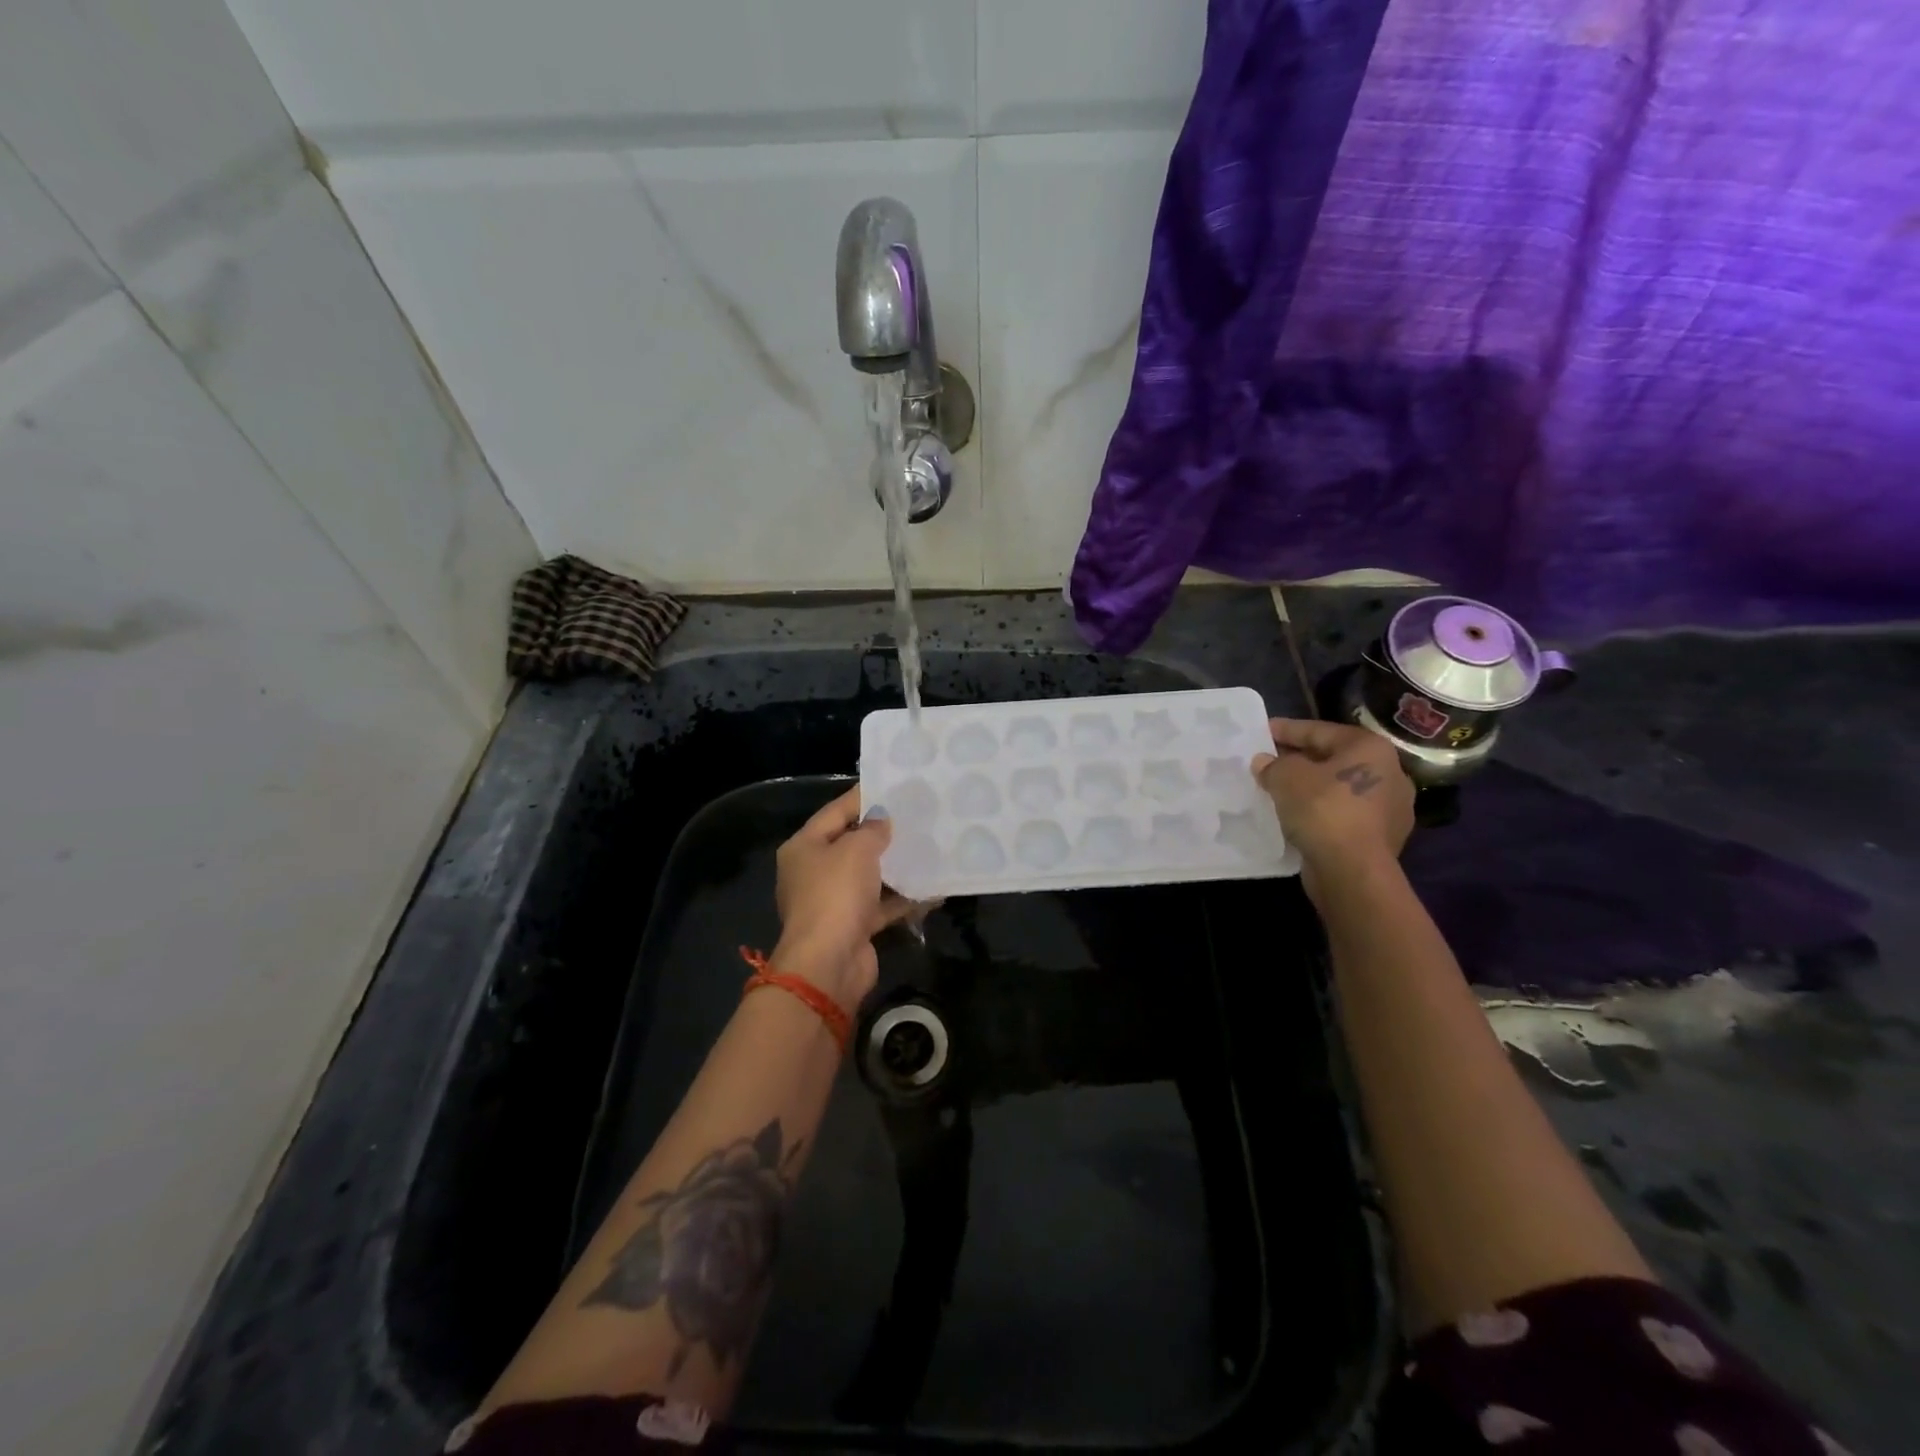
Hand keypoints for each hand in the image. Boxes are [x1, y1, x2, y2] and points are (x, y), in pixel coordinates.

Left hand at [771, 787, 916, 1006]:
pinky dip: (902, 897)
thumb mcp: (856, 850)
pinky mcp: (853, 925)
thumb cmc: (836, 894)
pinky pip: (881, 903)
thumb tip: (881, 819)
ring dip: (895, 865)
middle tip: (916, 815)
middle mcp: (814, 871)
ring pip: (868, 875)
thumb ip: (873, 829)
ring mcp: (833, 901)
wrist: (829, 963)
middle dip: (882, 831)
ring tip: (928, 846)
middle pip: (851, 843)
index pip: (835, 812)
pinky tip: (932, 887)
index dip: (863, 797)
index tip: (892, 785)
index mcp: (804, 847)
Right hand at [1251, 718, 1413, 902]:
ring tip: (1279, 791)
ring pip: (1339, 789)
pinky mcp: (1381, 838)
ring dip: (1310, 788)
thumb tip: (1265, 762)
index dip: (1287, 730)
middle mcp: (1389, 773)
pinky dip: (1320, 812)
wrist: (1353, 871)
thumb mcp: (1286, 777)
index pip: (1320, 731)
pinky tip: (1297, 817)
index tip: (1262, 732)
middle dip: (1299, 760)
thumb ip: (1273, 764)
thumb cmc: (1323, 810)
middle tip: (1268, 762)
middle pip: (1333, 759)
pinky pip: (1343, 815)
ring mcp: (1390, 808)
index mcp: (1370, 748)